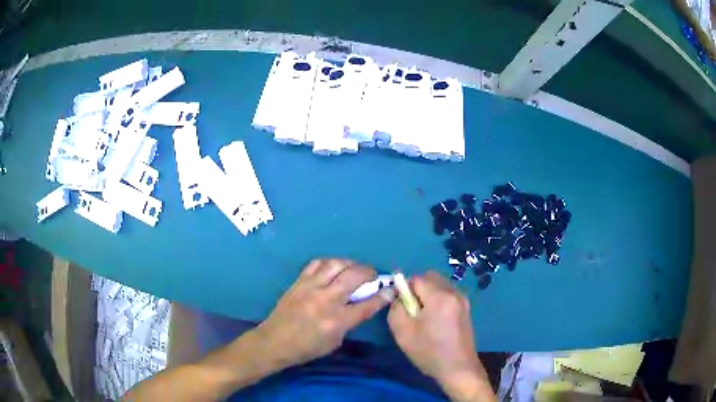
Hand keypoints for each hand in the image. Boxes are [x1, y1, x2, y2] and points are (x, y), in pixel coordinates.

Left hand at [255, 259, 389, 368]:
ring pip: (336, 264)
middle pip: (354, 276)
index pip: (368, 305)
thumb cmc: (306, 348)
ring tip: (354, 269)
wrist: (274, 341)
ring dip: (350, 264)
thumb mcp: (334, 342)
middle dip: (369, 272)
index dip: (383, 295)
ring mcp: (311, 287)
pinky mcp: (299, 281)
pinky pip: (317, 263)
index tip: (391, 288)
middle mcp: (326, 300)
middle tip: (372, 276)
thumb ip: (349, 322)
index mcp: (337, 321)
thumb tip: (361, 304)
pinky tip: (333, 268)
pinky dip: (330, 263)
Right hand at [388, 271, 492, 400]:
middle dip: (417, 288)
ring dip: (428, 294)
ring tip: (424, 317)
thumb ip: (396, 308)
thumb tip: (399, 296)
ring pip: (439, 285)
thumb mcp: (403, 332)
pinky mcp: (466, 308)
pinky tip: (436, 321)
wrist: (458, 368)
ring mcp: (463, 300)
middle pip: (430, 277)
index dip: (405, 289)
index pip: (416, 278)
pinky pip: (447, 294)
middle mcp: (454, 292)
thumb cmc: (429, 351)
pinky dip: (438, 300)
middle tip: (412, 310)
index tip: (402, 306)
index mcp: (439, 296)